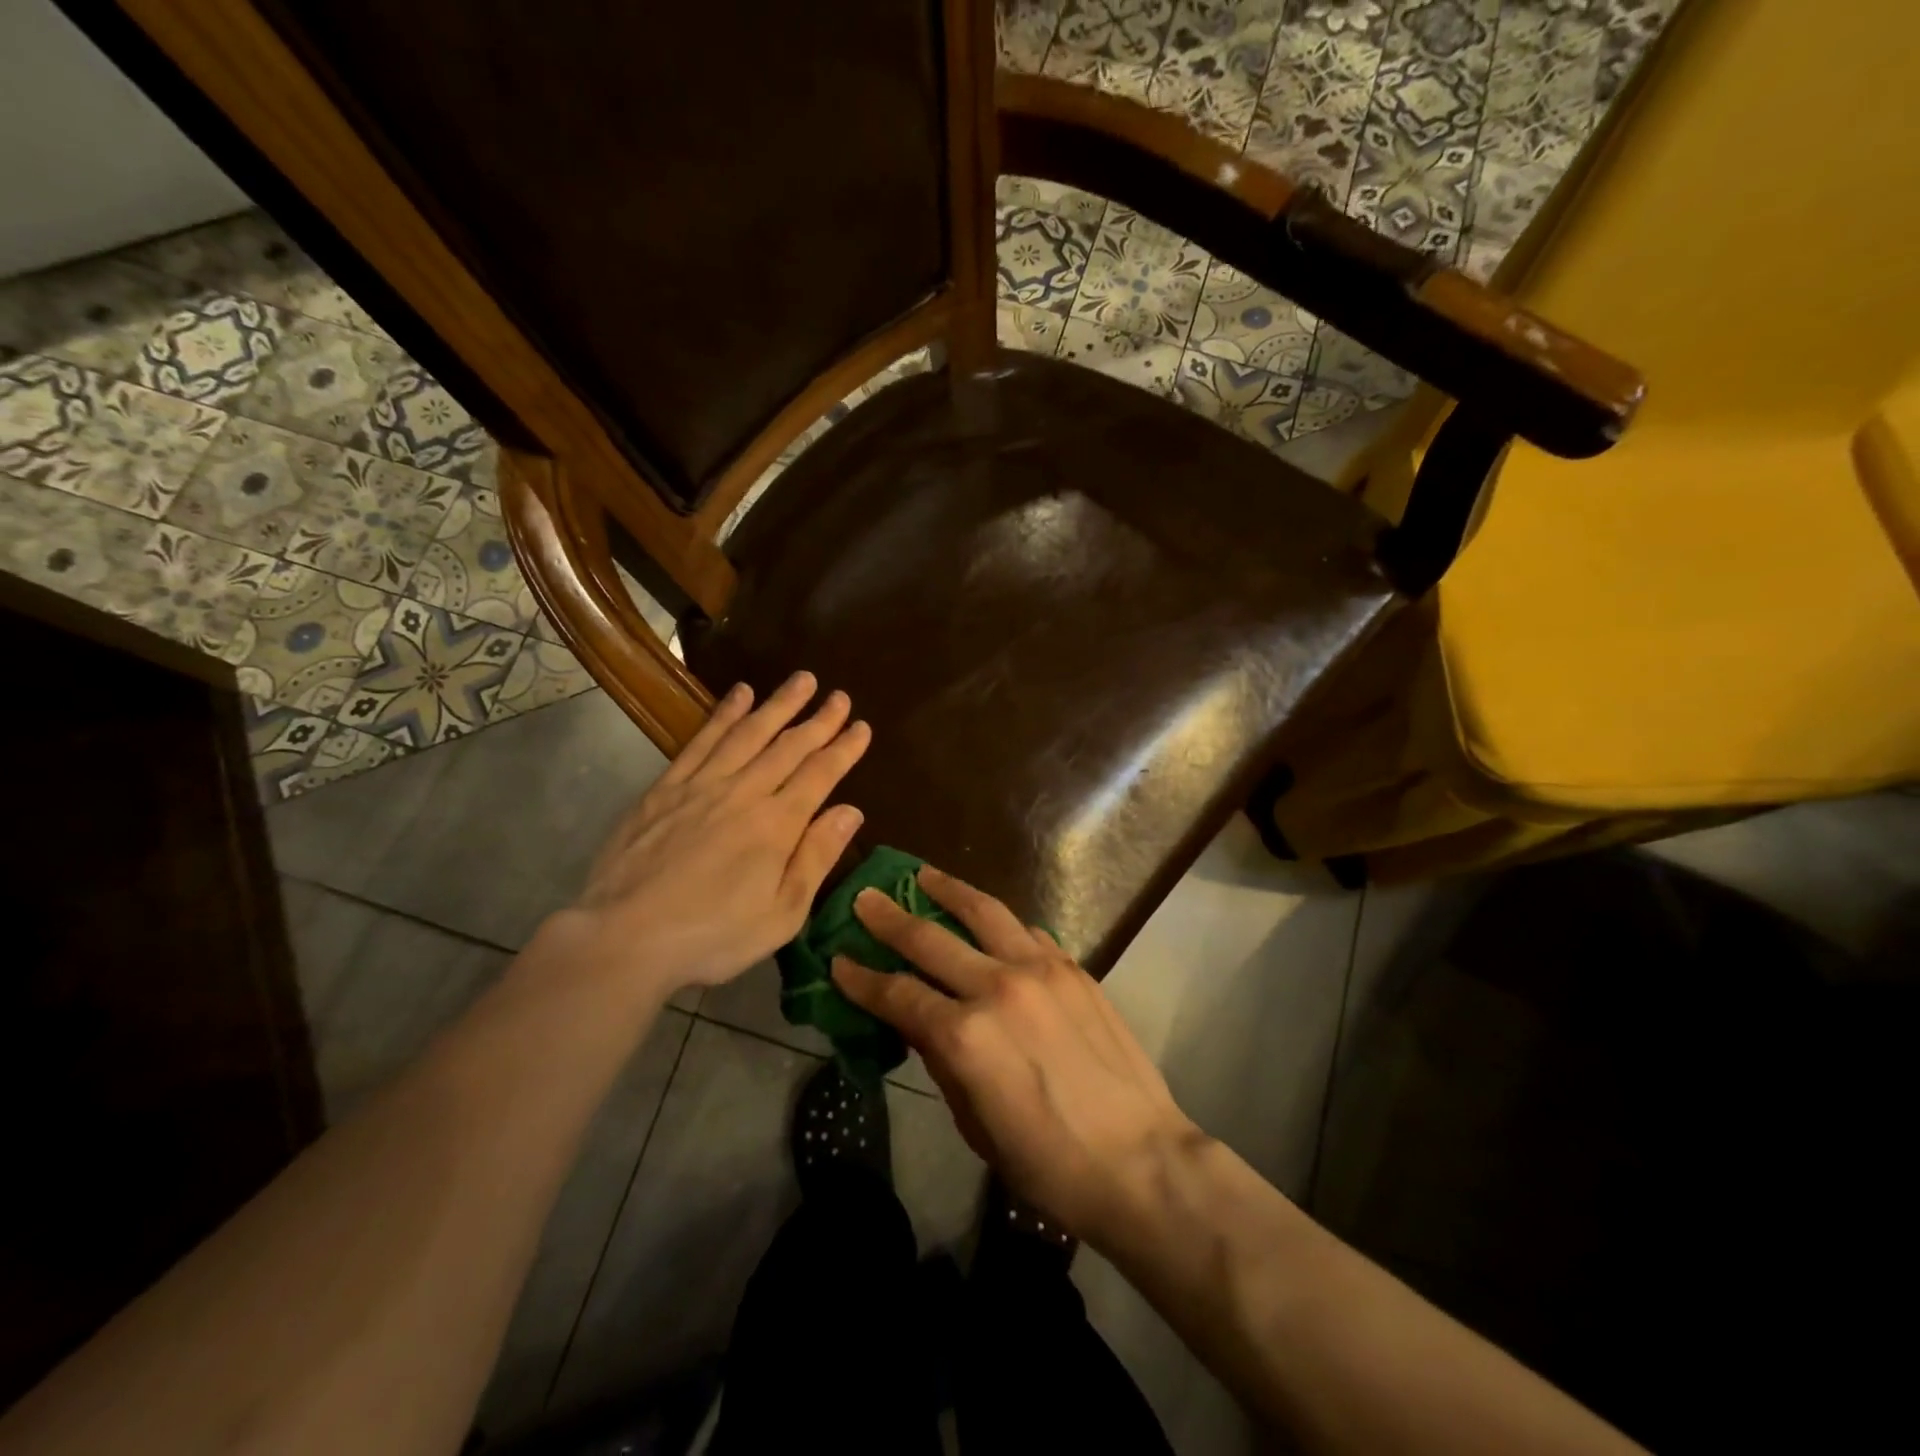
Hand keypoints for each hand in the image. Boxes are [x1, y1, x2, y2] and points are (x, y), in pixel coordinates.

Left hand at [554, 671, 869, 1004]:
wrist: (624, 938)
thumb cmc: (712, 936)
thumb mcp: (782, 914)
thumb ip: (816, 858)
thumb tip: (851, 811)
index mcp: (777, 825)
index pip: (820, 775)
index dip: (844, 748)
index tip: (862, 727)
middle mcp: (744, 793)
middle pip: (789, 747)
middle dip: (819, 719)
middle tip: (840, 695)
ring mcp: (702, 785)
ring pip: (749, 733)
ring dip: (778, 704)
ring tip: (801, 680)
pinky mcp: (666, 788)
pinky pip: (702, 740)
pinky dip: (724, 714)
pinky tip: (739, 694)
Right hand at [832, 867, 1201, 1240]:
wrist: (1139, 1160)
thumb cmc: (1047, 1162)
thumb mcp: (974, 1124)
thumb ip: (943, 1062)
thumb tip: (923, 1023)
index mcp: (965, 1035)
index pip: (898, 994)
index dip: (862, 978)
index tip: (838, 959)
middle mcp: (998, 986)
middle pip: (931, 939)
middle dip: (889, 917)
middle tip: (865, 897)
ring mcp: (1041, 970)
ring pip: (984, 913)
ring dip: (949, 890)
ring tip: (924, 875)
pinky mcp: (1073, 969)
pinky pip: (1027, 932)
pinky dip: (1000, 923)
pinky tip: (990, 921)